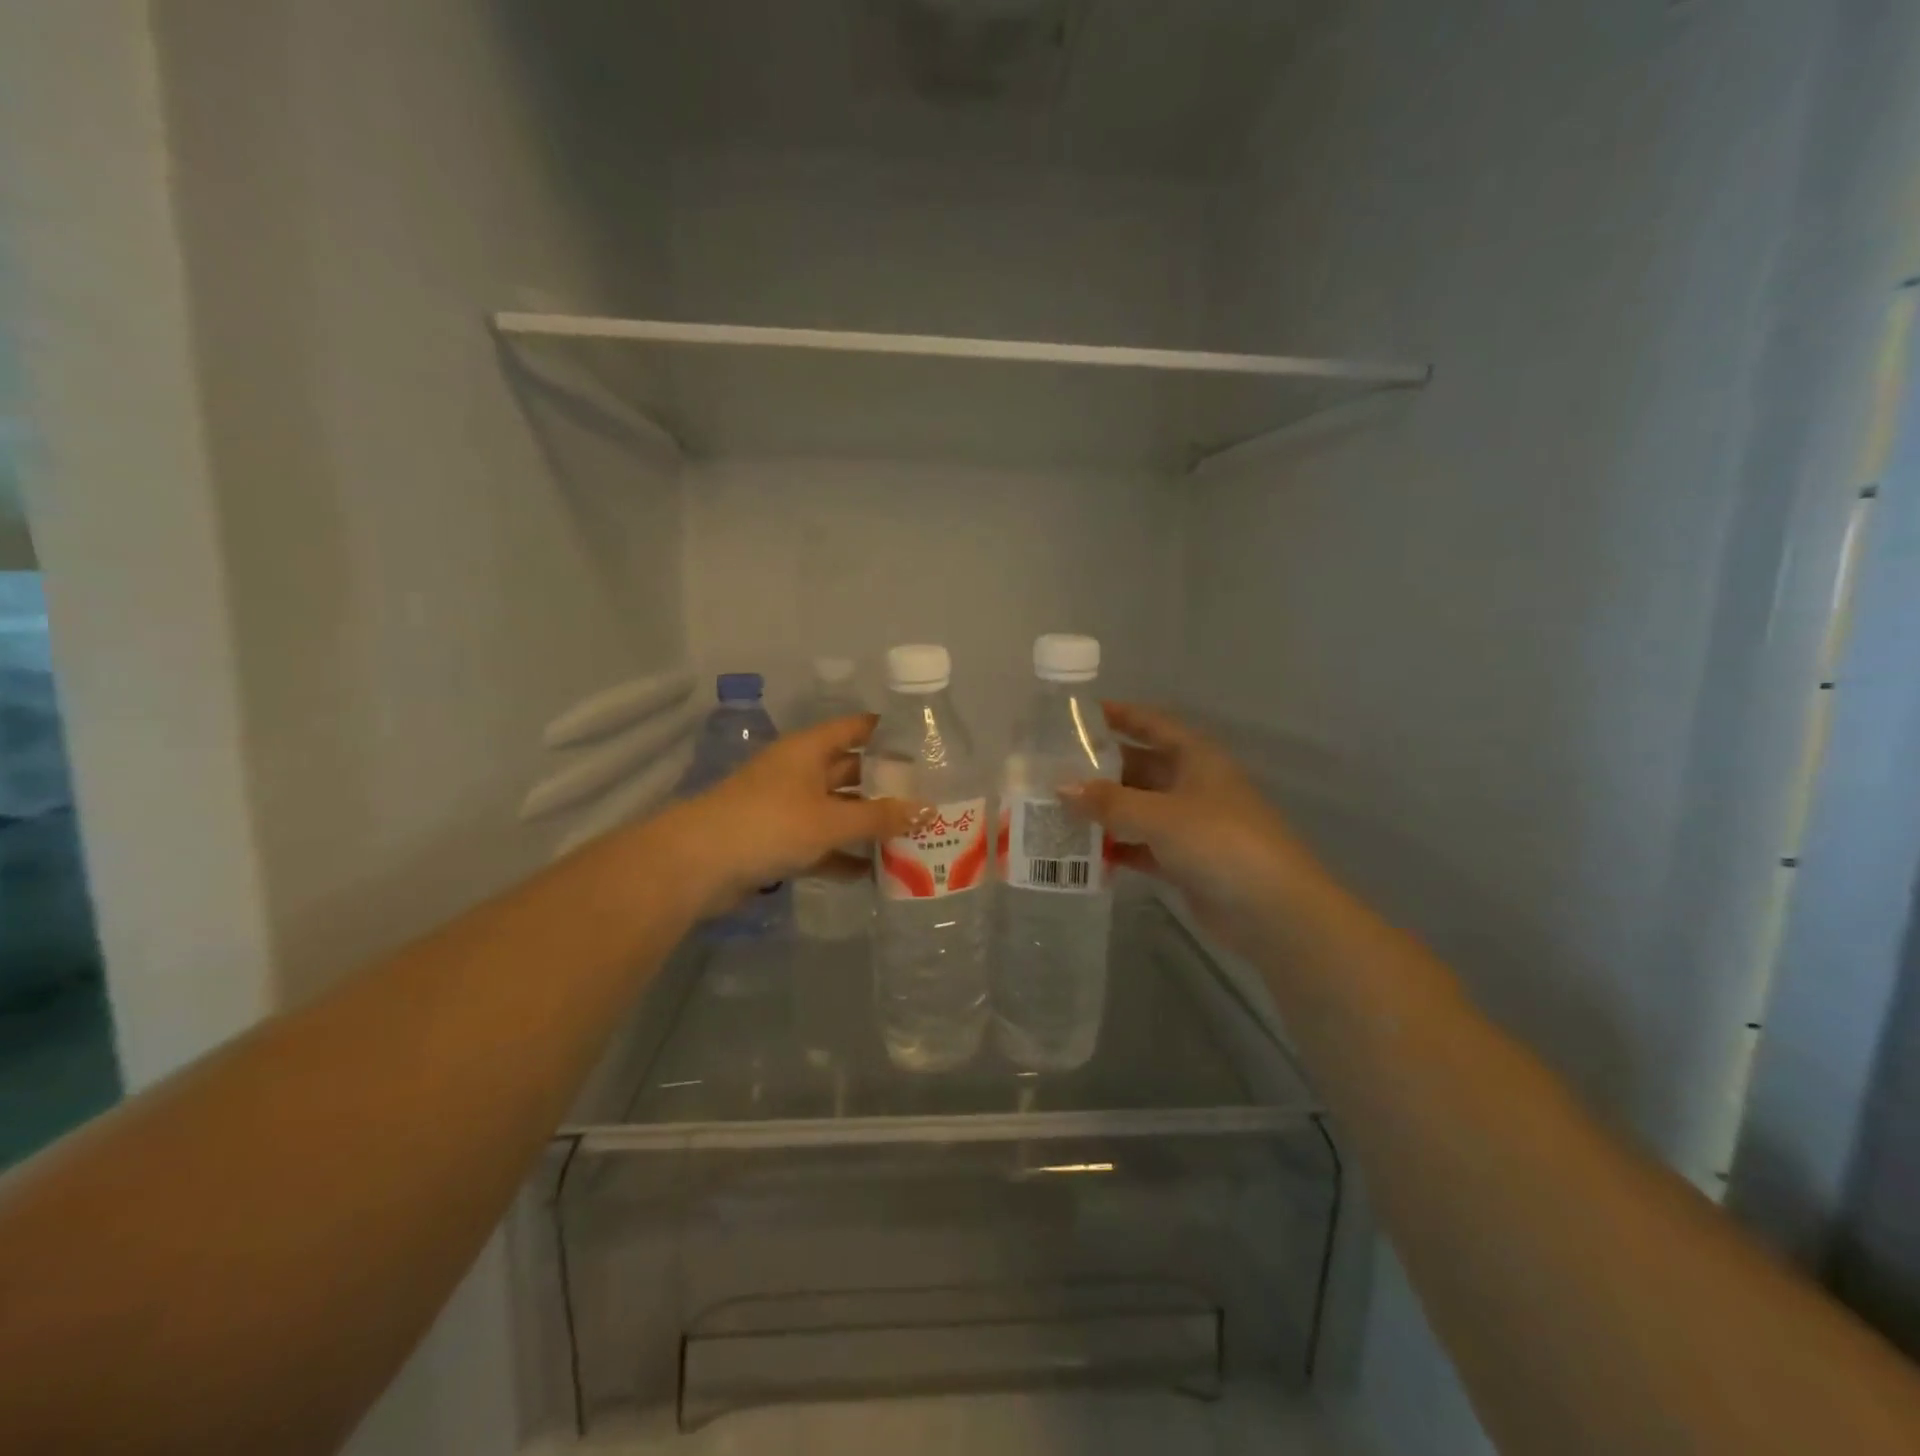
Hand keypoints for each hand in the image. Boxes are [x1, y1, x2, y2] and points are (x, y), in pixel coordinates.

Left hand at [669, 714, 915, 917]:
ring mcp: (786, 808)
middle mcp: (799, 772)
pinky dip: (843, 856)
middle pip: (850, 771)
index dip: (887, 732)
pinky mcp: (777, 842)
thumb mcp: (831, 820)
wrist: (698, 864)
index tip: (924, 745)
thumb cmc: (770, 824)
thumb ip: (880, 817)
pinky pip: (820, 844)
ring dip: (867, 824)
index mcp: (809, 750)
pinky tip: (873, 873)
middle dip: (885, 785)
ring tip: (911, 837)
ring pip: (837, 810)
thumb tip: (928, 811)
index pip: (855, 728)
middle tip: (928, 797)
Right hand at [1065, 703, 1315, 954]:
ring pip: (1137, 809)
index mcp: (1196, 757)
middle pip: (1138, 768)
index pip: (1151, 724)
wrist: (1273, 911)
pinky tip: (1081, 853)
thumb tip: (1059, 787)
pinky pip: (1141, 846)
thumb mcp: (1160, 815)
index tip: (1078, 714)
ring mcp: (1190, 824)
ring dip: (1103, 811)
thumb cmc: (1220, 842)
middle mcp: (1192, 784)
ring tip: (1055, 810)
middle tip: (1051, 770)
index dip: (1119, 715)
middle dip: (1099, 770)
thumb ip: (1108, 801)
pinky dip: (1116, 848)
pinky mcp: (1185, 861)